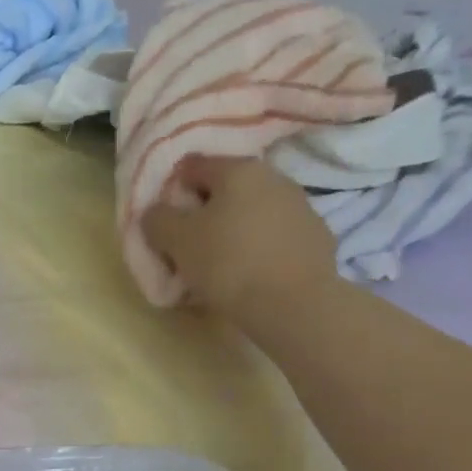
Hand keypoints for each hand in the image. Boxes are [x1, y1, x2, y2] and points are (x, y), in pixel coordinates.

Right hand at [142, 156, 339, 324]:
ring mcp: (301, 206)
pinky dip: (259, 247)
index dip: (173, 191)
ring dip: (234, 229)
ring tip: (219, 263)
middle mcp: (274, 177)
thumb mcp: (176, 240)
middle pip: (227, 189)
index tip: (164, 221)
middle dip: (205, 211)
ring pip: (253, 212)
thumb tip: (155, 212)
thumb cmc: (227, 263)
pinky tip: (250, 274)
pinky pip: (275, 236)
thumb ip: (158, 219)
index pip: (193, 167)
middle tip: (188, 244)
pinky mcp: (317, 237)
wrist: (293, 303)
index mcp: (238, 169)